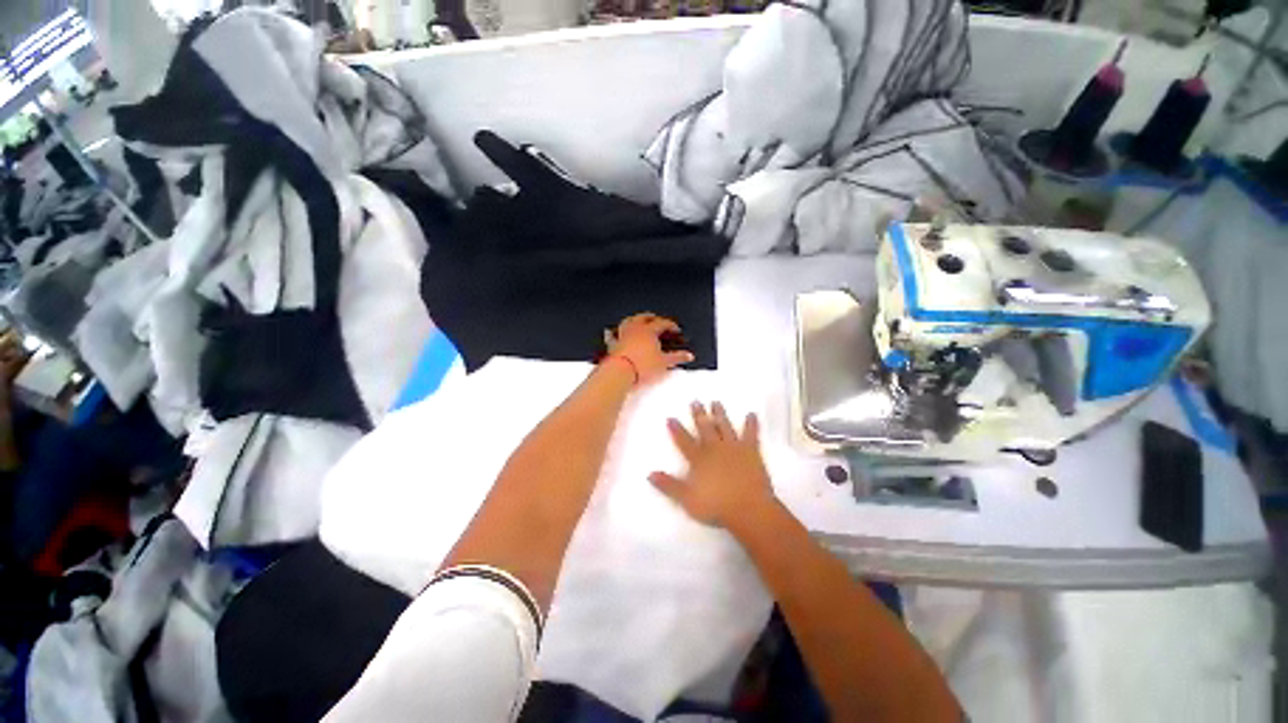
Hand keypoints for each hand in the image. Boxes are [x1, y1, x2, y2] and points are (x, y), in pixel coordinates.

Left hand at [607, 313, 693, 384]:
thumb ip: (677, 357)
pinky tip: (612, 331)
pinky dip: (614, 332)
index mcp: (649, 331)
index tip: (675, 330)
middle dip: (653, 317)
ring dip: (635, 319)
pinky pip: (612, 334)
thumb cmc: (641, 366)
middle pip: (645, 317)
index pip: (663, 323)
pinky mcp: (613, 344)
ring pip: (629, 321)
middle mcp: (635, 329)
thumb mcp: (664, 362)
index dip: (671, 325)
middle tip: (658, 320)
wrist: (621, 372)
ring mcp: (623, 335)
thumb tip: (687, 355)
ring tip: (639, 320)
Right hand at [649, 402, 776, 530]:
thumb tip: (649, 474)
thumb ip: (668, 485)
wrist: (748, 508)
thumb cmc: (716, 506)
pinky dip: (752, 424)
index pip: (684, 441)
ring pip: (724, 426)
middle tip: (695, 401)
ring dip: (720, 414)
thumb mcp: (687, 499)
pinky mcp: (751, 451)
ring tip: (716, 402)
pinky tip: (752, 414)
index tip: (671, 417)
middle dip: (698, 415)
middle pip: (704, 428)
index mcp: (699, 458)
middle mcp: (714, 448)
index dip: (677, 429)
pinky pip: (751, 434)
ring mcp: (734, 448)